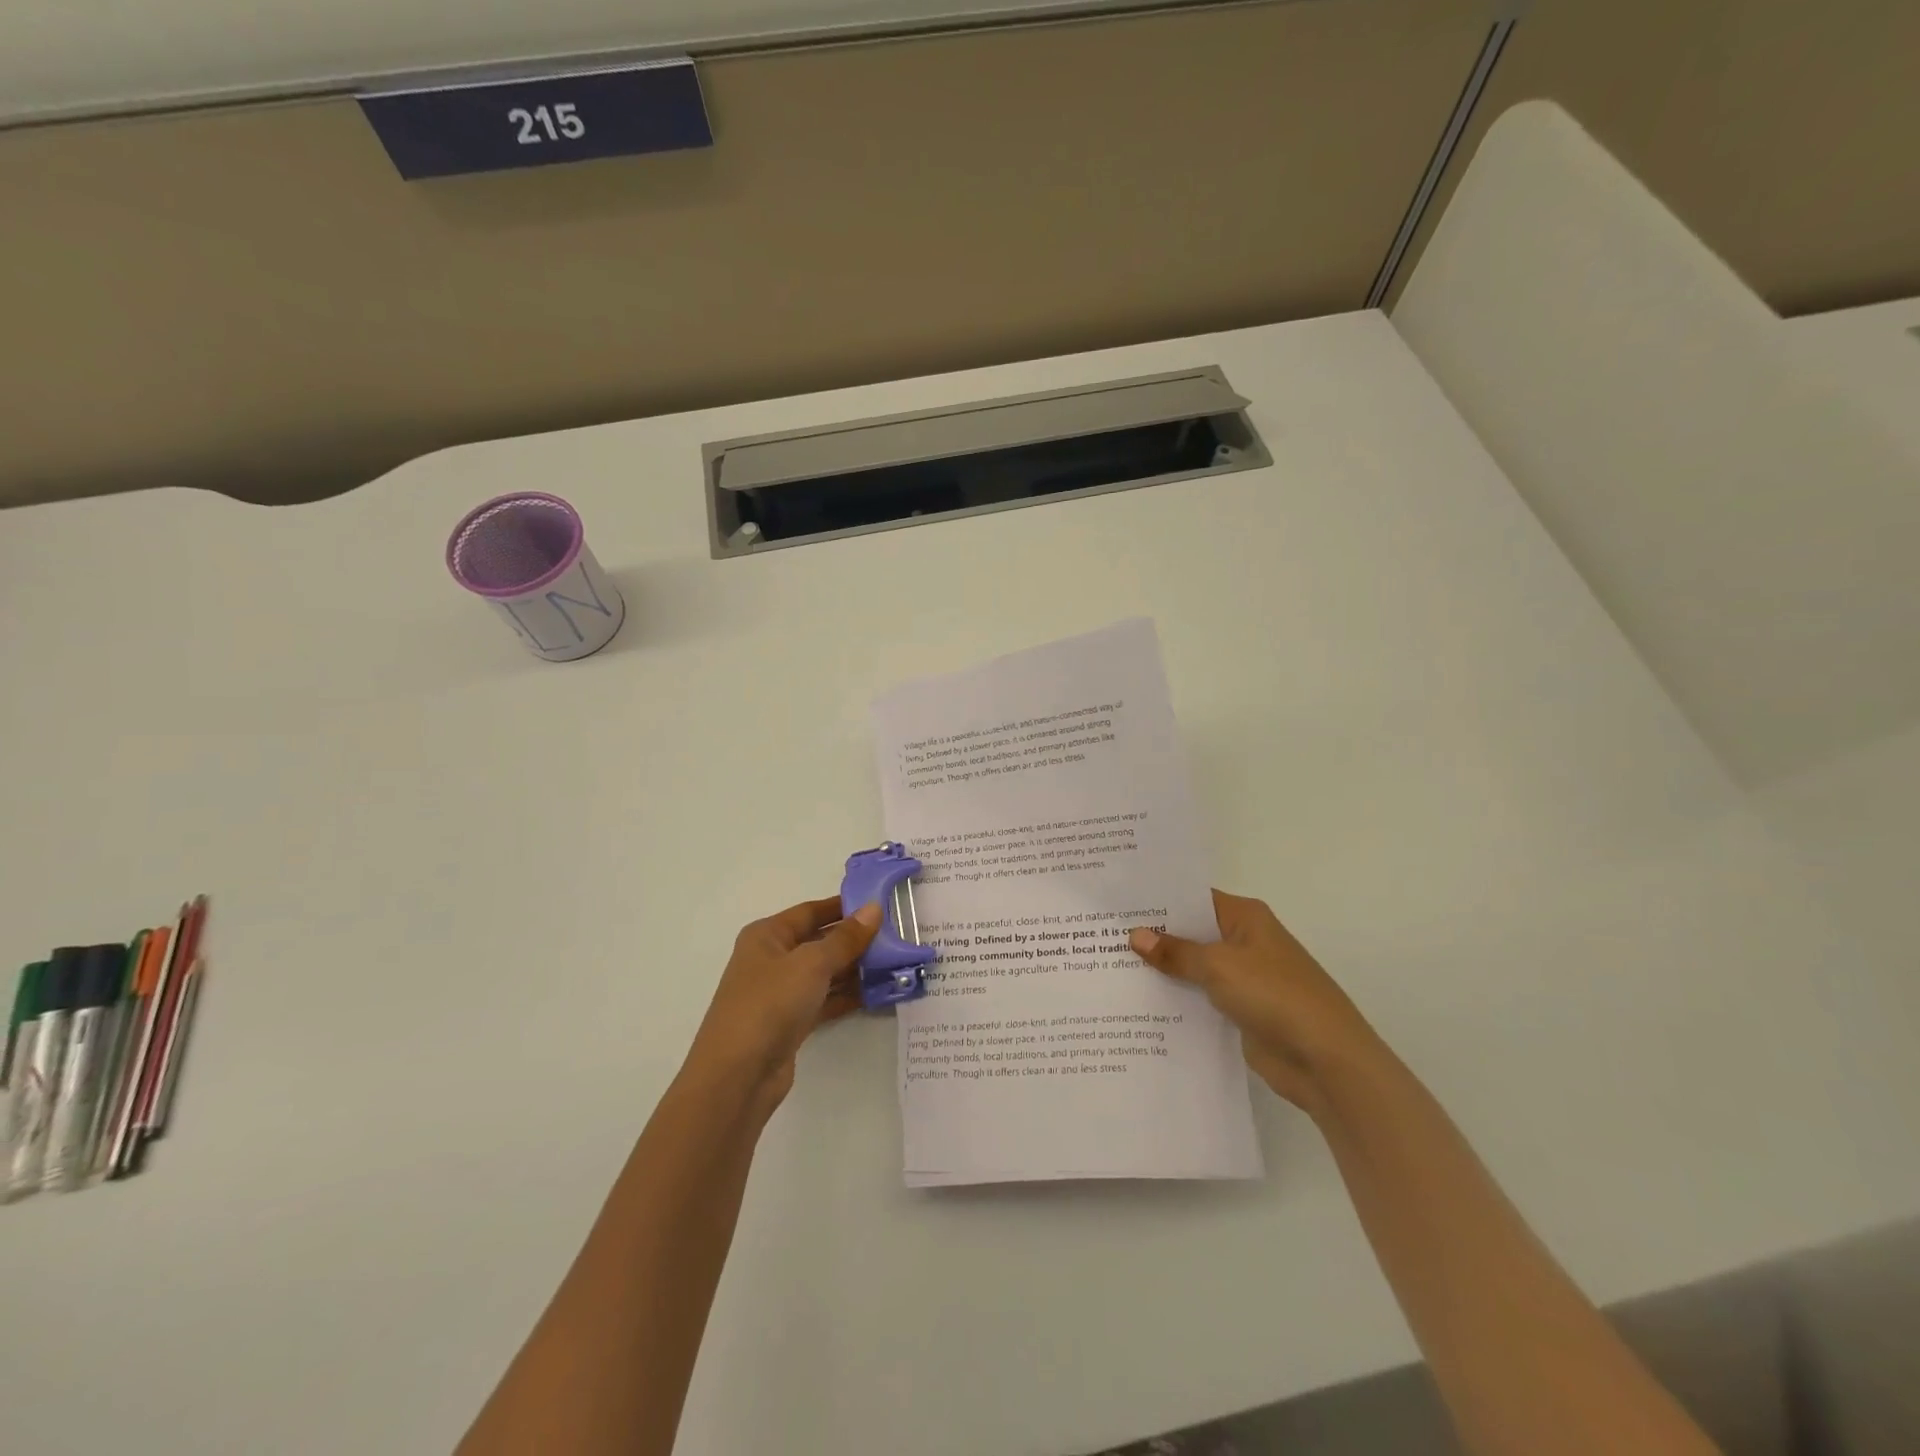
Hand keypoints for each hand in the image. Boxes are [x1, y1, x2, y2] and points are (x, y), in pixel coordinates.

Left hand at [688, 897, 879, 1110]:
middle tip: (896, 936)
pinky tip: (877, 994)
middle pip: (819, 941)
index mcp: (767, 935)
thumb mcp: (812, 963)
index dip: (844, 906)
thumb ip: (846, 938)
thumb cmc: (770, 1003)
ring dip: (855, 969)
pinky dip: (847, 997)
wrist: (738, 1076)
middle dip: (854, 940)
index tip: (880, 904)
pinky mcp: (790, 1022)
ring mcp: (780, 993)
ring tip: (895, 963)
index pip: (811, 911)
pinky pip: (824, 1000)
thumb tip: (874, 908)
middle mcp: (771, 959)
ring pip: (824, 973)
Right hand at [1130, 890, 1377, 1114]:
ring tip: (1107, 966)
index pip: (1193, 897)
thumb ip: (1176, 952)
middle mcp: (1243, 942)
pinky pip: (1199, 999)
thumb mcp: (1219, 966)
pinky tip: (1138, 1003)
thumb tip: (1135, 935)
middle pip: (1190, 932)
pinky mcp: (1240, 1012)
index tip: (1117, 900)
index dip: (1158, 898)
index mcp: (1245, 917)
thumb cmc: (1275, 995)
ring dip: (1162, 971)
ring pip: (1192, 968)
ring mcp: (1242, 978)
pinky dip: (1176, 1000)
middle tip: (1100, 934)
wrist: (1326, 1060)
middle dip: (1152, 936)